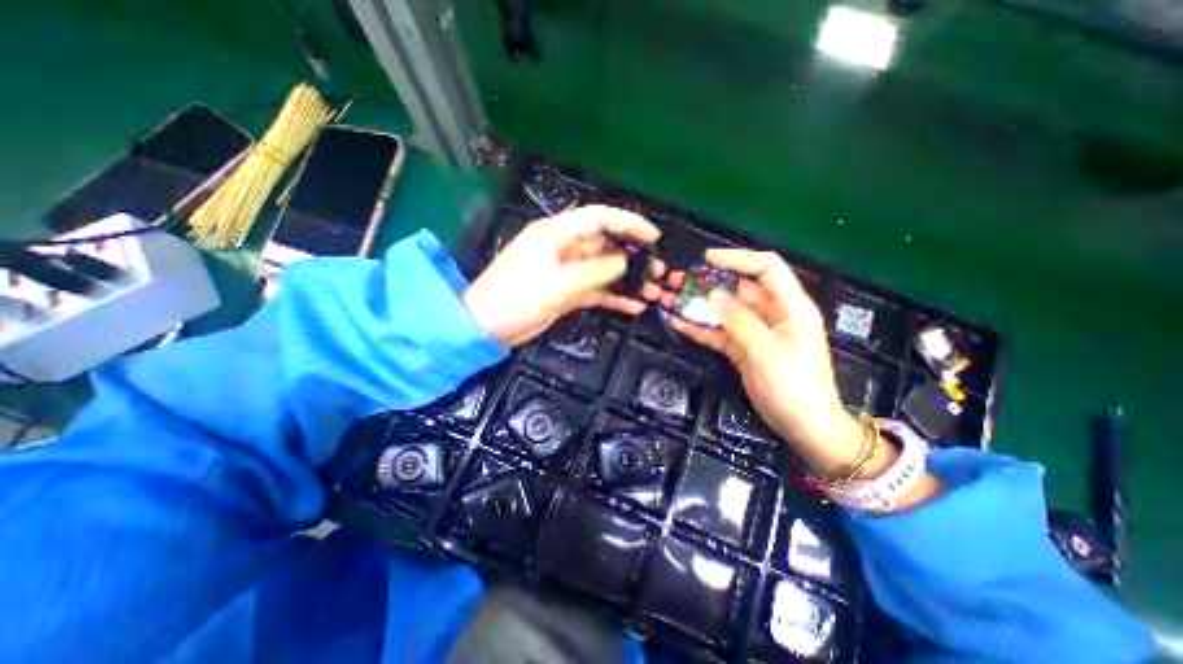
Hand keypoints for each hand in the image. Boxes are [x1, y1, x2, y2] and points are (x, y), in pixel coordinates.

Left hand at [464, 205, 662, 347]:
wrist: (487, 328)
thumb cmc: (516, 298)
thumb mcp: (557, 283)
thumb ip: (594, 271)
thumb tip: (625, 261)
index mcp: (556, 234)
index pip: (598, 218)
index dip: (628, 223)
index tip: (653, 236)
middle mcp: (564, 249)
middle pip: (605, 245)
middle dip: (633, 256)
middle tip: (659, 270)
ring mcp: (567, 272)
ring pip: (604, 270)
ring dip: (627, 280)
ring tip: (653, 291)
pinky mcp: (567, 292)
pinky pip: (596, 291)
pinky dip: (614, 297)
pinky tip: (634, 306)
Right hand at [651, 248, 866, 475]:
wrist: (803, 425)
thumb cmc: (794, 386)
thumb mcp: (766, 351)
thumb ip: (739, 320)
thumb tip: (713, 295)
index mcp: (790, 306)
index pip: (766, 268)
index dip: (738, 259)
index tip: (707, 259)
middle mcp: (771, 313)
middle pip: (737, 288)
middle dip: (707, 282)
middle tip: (677, 280)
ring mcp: (754, 332)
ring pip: (723, 311)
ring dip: (698, 305)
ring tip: (669, 299)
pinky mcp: (742, 348)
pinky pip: (718, 332)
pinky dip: (699, 328)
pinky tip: (677, 322)